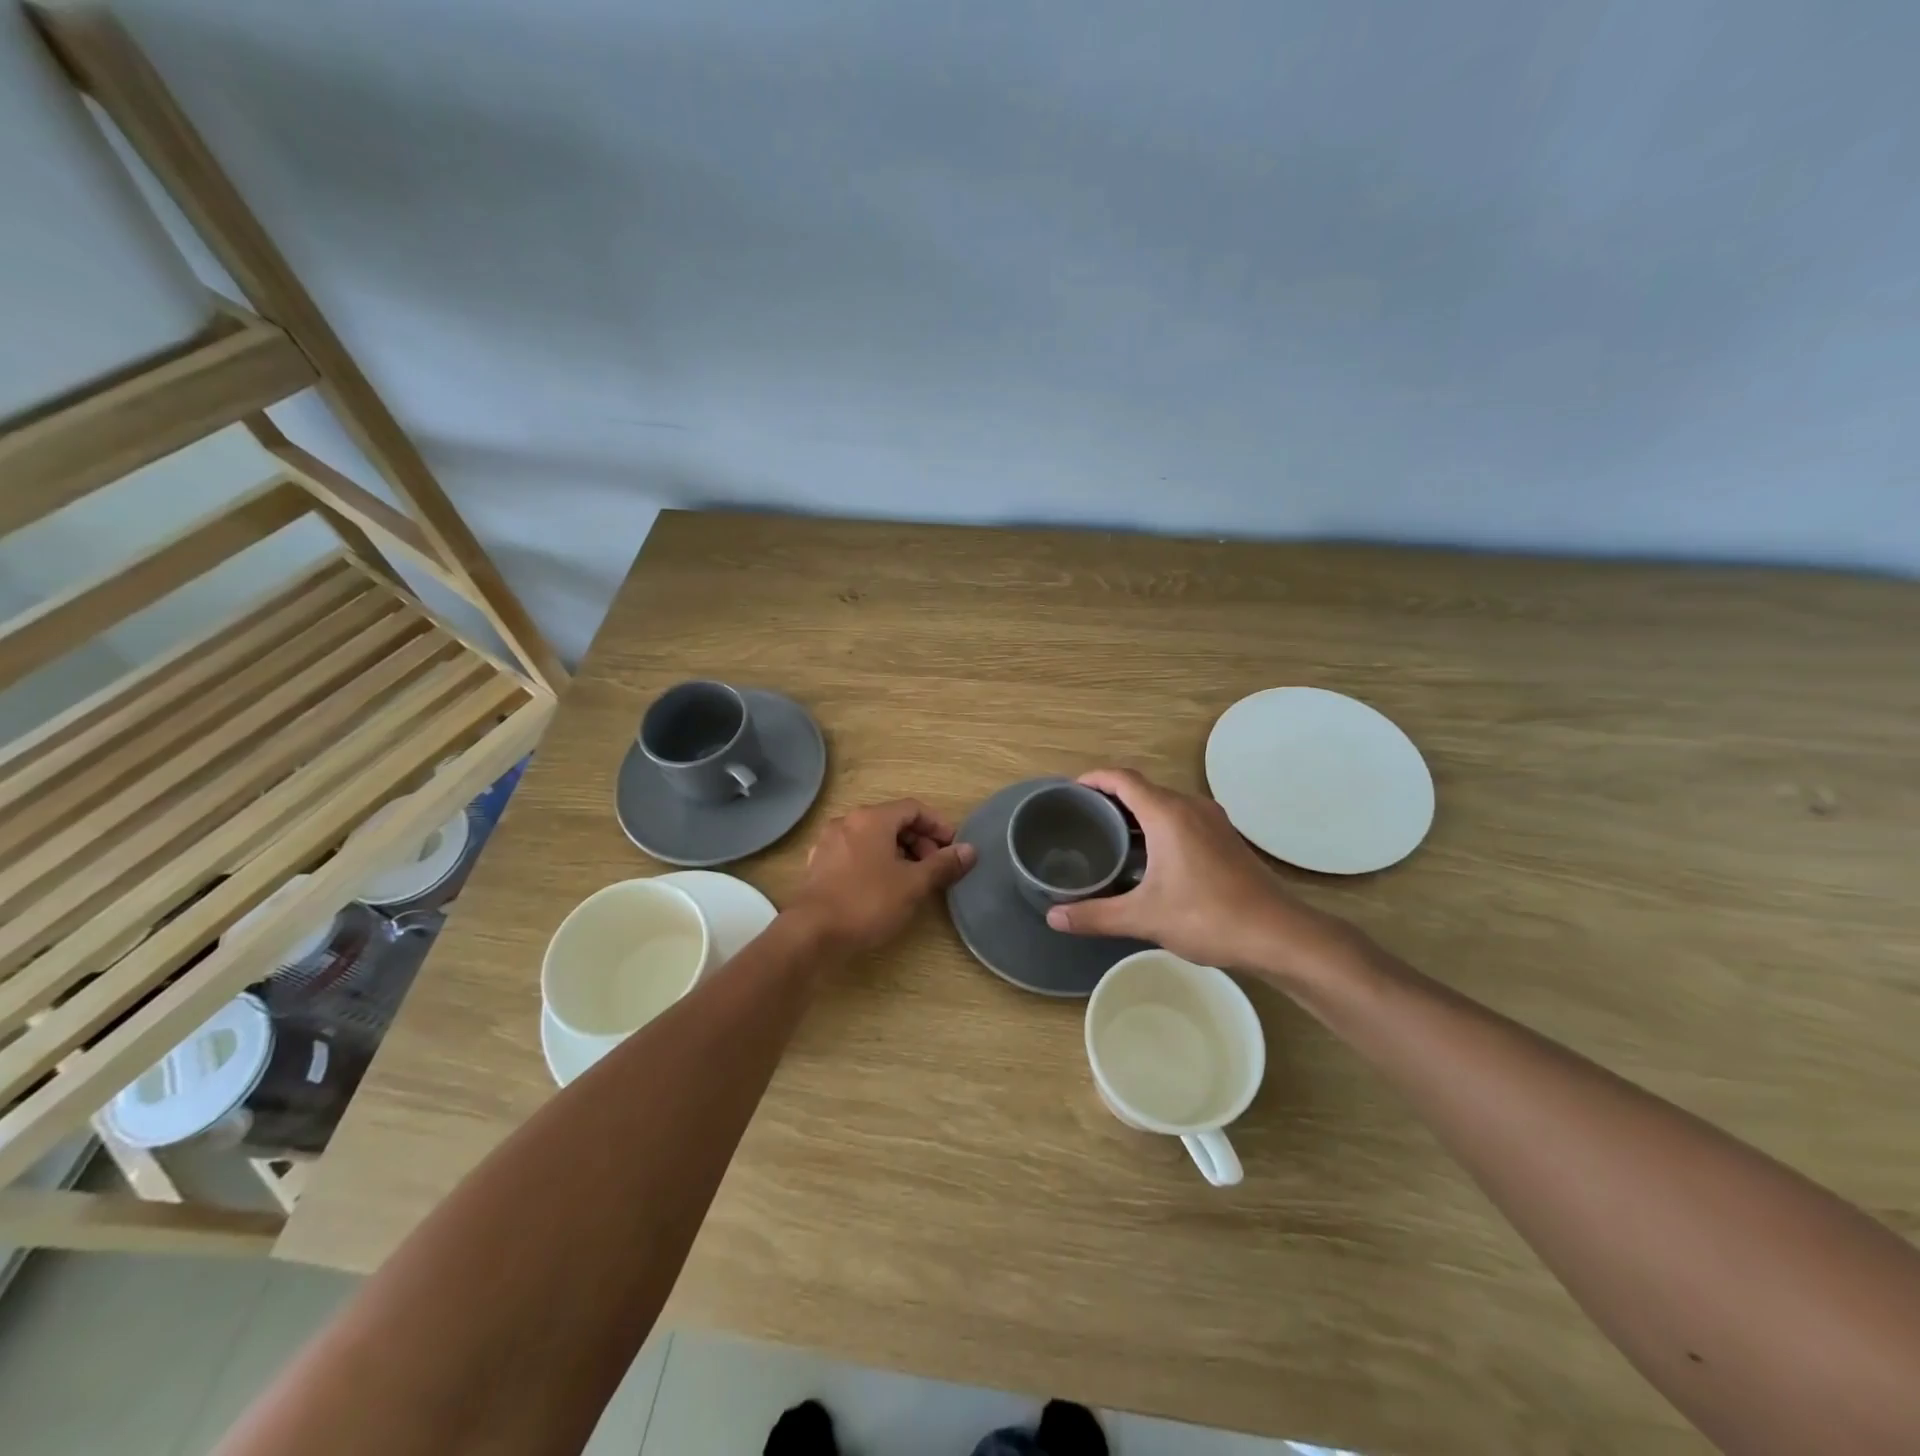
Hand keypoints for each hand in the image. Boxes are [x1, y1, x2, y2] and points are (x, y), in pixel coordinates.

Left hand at [789, 799, 976, 955]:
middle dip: (919, 840)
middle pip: (892, 820)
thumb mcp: (913, 884)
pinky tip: (883, 887)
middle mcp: (848, 822)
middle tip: (935, 867)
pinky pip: (856, 853)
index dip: (938, 825)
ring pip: (873, 838)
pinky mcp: (819, 864)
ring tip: (912, 879)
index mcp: (872, 818)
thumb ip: (942, 864)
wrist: (812, 933)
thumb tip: (970, 850)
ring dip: (898, 852)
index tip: (953, 848)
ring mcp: (829, 842)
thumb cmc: (868, 902)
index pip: (913, 808)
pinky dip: (876, 862)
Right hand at [1044, 769, 1363, 984]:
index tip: (1071, 790)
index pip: (1123, 779)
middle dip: (1111, 797)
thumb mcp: (1144, 918)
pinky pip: (1182, 818)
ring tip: (1109, 836)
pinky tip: (1149, 857)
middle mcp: (1190, 807)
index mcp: (1168, 814)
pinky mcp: (1226, 839)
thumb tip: (1053, 917)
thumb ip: (1096, 915)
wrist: (1280, 934)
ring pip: (1165, 804)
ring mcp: (1213, 822)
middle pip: (1143, 788)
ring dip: (1136, 813)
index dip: (1094, 778)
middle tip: (1082, 818)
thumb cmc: (1208, 917)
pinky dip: (1158, 825)